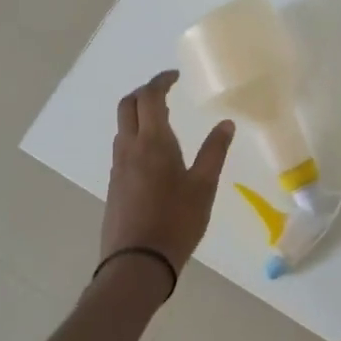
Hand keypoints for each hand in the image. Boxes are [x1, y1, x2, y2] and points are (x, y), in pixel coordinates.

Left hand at [101, 71, 234, 292]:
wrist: (136, 264)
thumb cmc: (176, 221)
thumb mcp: (204, 186)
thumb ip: (214, 152)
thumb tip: (225, 124)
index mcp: (153, 142)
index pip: (149, 97)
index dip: (160, 81)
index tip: (175, 76)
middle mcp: (130, 147)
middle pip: (128, 105)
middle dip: (144, 92)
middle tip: (166, 91)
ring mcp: (118, 167)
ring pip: (122, 126)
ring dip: (138, 113)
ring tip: (162, 118)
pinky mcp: (114, 184)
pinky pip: (122, 146)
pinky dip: (135, 134)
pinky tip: (154, 152)